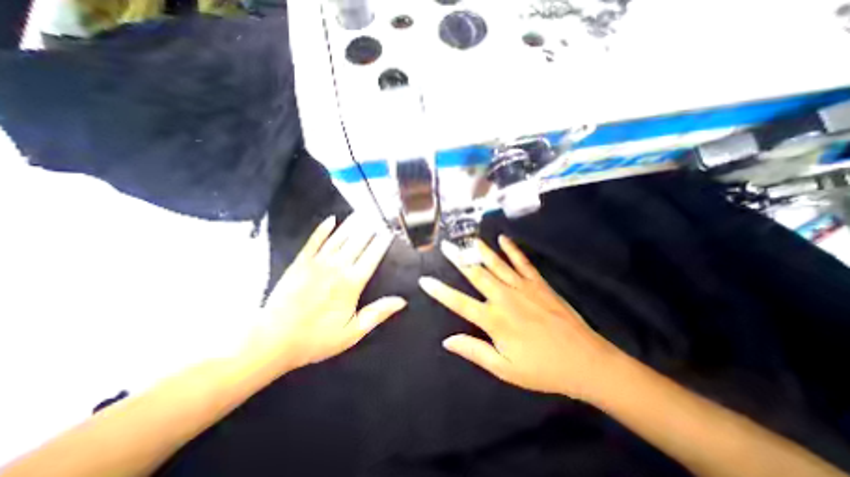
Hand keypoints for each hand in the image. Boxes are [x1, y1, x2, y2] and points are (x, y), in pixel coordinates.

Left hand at [253, 212, 407, 372]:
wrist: (272, 340)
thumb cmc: (316, 338)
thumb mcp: (352, 332)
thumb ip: (378, 313)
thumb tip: (402, 301)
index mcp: (352, 283)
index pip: (373, 255)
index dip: (383, 241)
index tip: (390, 231)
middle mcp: (337, 267)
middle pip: (358, 241)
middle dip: (371, 227)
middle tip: (380, 215)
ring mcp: (317, 262)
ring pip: (339, 237)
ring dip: (353, 223)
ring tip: (363, 212)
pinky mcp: (300, 262)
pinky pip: (314, 240)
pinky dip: (323, 229)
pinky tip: (331, 219)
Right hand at [420, 237, 621, 397]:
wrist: (585, 361)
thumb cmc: (542, 368)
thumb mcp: (505, 369)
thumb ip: (475, 351)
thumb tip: (447, 340)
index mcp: (494, 319)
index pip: (459, 302)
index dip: (440, 291)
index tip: (425, 279)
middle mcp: (504, 297)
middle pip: (475, 274)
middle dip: (458, 259)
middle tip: (446, 245)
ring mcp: (522, 287)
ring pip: (496, 263)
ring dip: (481, 250)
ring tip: (468, 238)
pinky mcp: (539, 283)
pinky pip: (522, 261)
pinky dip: (512, 249)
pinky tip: (503, 238)